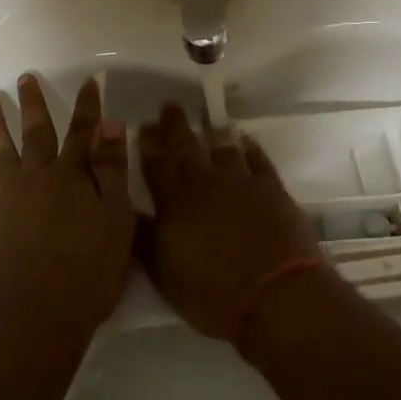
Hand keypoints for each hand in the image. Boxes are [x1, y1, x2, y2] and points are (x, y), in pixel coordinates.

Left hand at [0, 75, 134, 345]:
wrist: (36, 320)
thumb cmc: (89, 271)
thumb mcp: (116, 219)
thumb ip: (112, 170)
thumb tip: (111, 124)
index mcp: (70, 177)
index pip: (82, 132)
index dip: (88, 106)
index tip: (90, 81)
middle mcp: (35, 180)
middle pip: (35, 134)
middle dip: (32, 105)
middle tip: (24, 78)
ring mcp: (5, 204)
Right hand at [137, 104, 319, 337]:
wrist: (275, 292)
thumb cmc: (212, 291)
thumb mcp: (164, 272)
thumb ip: (144, 237)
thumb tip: (125, 209)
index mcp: (175, 201)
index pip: (155, 164)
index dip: (148, 144)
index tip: (142, 125)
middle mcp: (205, 182)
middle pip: (187, 147)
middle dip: (175, 126)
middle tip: (169, 107)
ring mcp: (241, 181)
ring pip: (222, 148)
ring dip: (212, 133)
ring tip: (207, 123)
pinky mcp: (271, 188)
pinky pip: (257, 159)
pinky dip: (249, 148)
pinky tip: (245, 140)